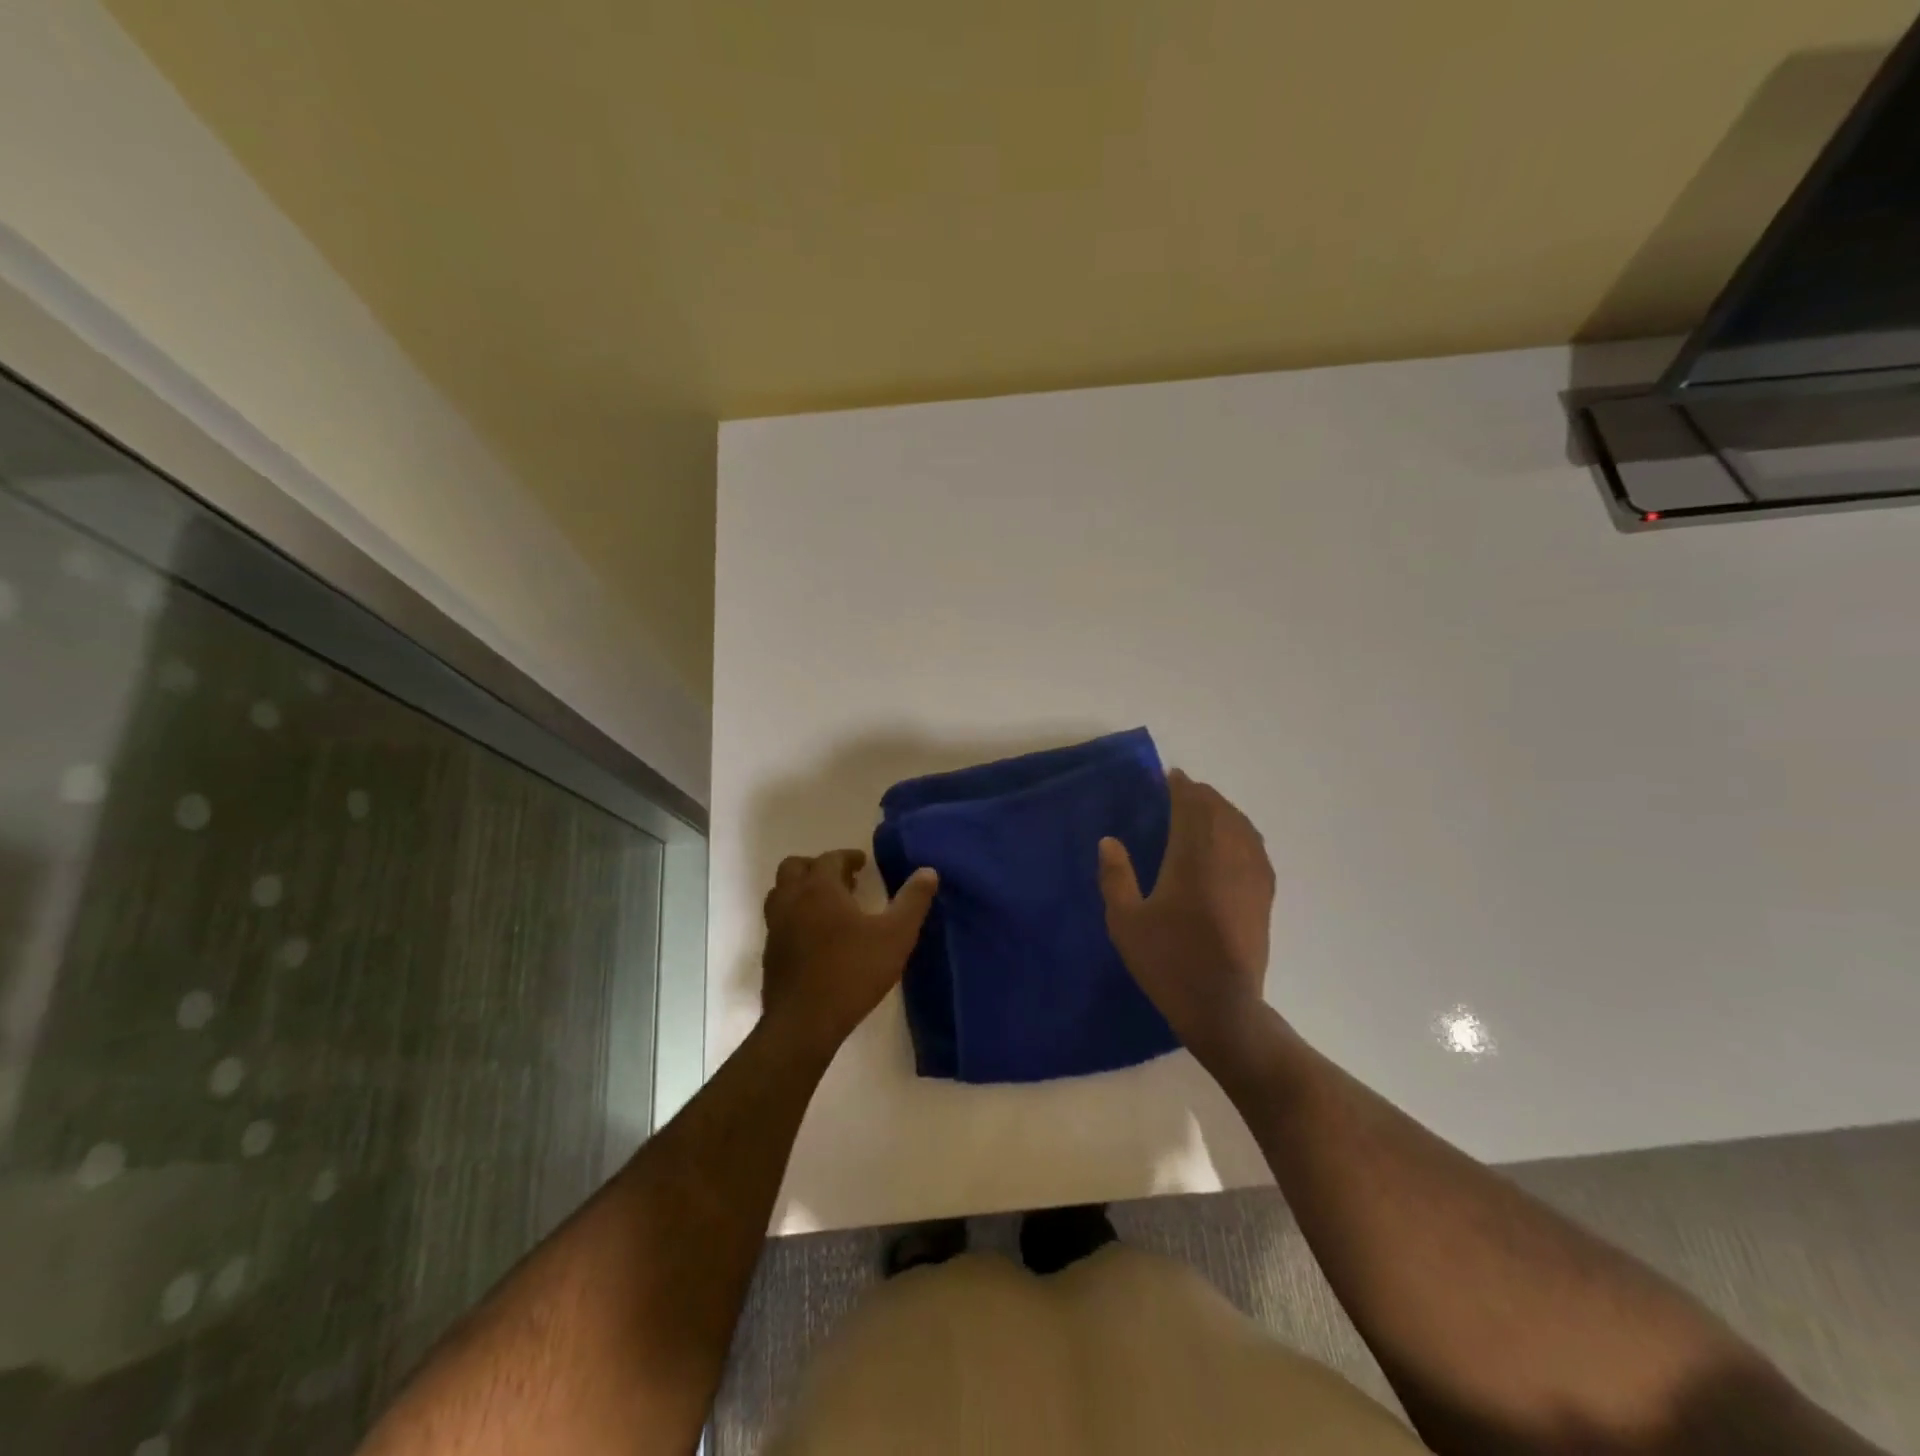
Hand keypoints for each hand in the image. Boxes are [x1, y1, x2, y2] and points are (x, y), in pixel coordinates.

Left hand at [761, 849, 938, 1056]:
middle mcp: (791, 900)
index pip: (830, 858)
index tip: (862, 863)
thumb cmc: (853, 972)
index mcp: (819, 889)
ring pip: (781, 893)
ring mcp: (776, 928)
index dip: (847, 857)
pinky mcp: (770, 954)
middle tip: (842, 881)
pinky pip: (778, 921)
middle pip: (795, 868)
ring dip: (801, 890)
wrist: (804, 1023)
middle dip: (818, 867)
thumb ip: (912, 901)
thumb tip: (928, 872)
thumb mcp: (896, 936)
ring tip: (827, 905)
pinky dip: (794, 916)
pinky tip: (815, 937)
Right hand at [1098, 770, 1275, 1059]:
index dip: (1180, 787)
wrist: (1222, 1006)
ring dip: (1223, 810)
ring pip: (1242, 825)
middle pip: (1219, 810)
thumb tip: (1110, 841)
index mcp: (1193, 857)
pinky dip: (1242, 832)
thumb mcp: (1126, 922)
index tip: (1168, 777)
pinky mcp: (1264, 894)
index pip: (1191, 806)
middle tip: (1181, 791)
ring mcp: (1252, 875)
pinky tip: (1234, 841)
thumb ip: (1115, 877)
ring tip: (1205, 810)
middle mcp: (1228, 856)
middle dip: (1201, 795)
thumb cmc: (1169, 962)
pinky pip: (1256, 847)